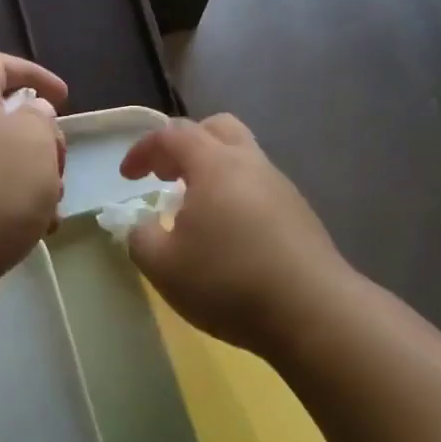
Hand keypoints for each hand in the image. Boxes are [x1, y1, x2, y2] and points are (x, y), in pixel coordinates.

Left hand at [0, 52, 66, 314]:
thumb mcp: (34, 141)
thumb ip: (40, 118)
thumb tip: (30, 115)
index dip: (32, 72)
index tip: (64, 98)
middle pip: (2, 117)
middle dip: (41, 138)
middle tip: (59, 164)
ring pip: (1, 161)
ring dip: (35, 177)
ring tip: (53, 205)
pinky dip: (17, 206)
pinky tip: (38, 231)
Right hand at [121, 114, 352, 354]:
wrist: (313, 312)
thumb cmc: (228, 282)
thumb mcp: (163, 267)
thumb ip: (140, 238)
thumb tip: (143, 226)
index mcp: (215, 165)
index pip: (173, 134)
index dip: (143, 149)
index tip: (127, 177)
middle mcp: (251, 164)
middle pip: (217, 129)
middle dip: (184, 145)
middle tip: (165, 175)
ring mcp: (281, 187)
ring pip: (242, 157)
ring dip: (211, 171)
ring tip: (193, 210)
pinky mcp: (300, 214)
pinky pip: (258, 187)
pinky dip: (234, 194)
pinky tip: (228, 234)